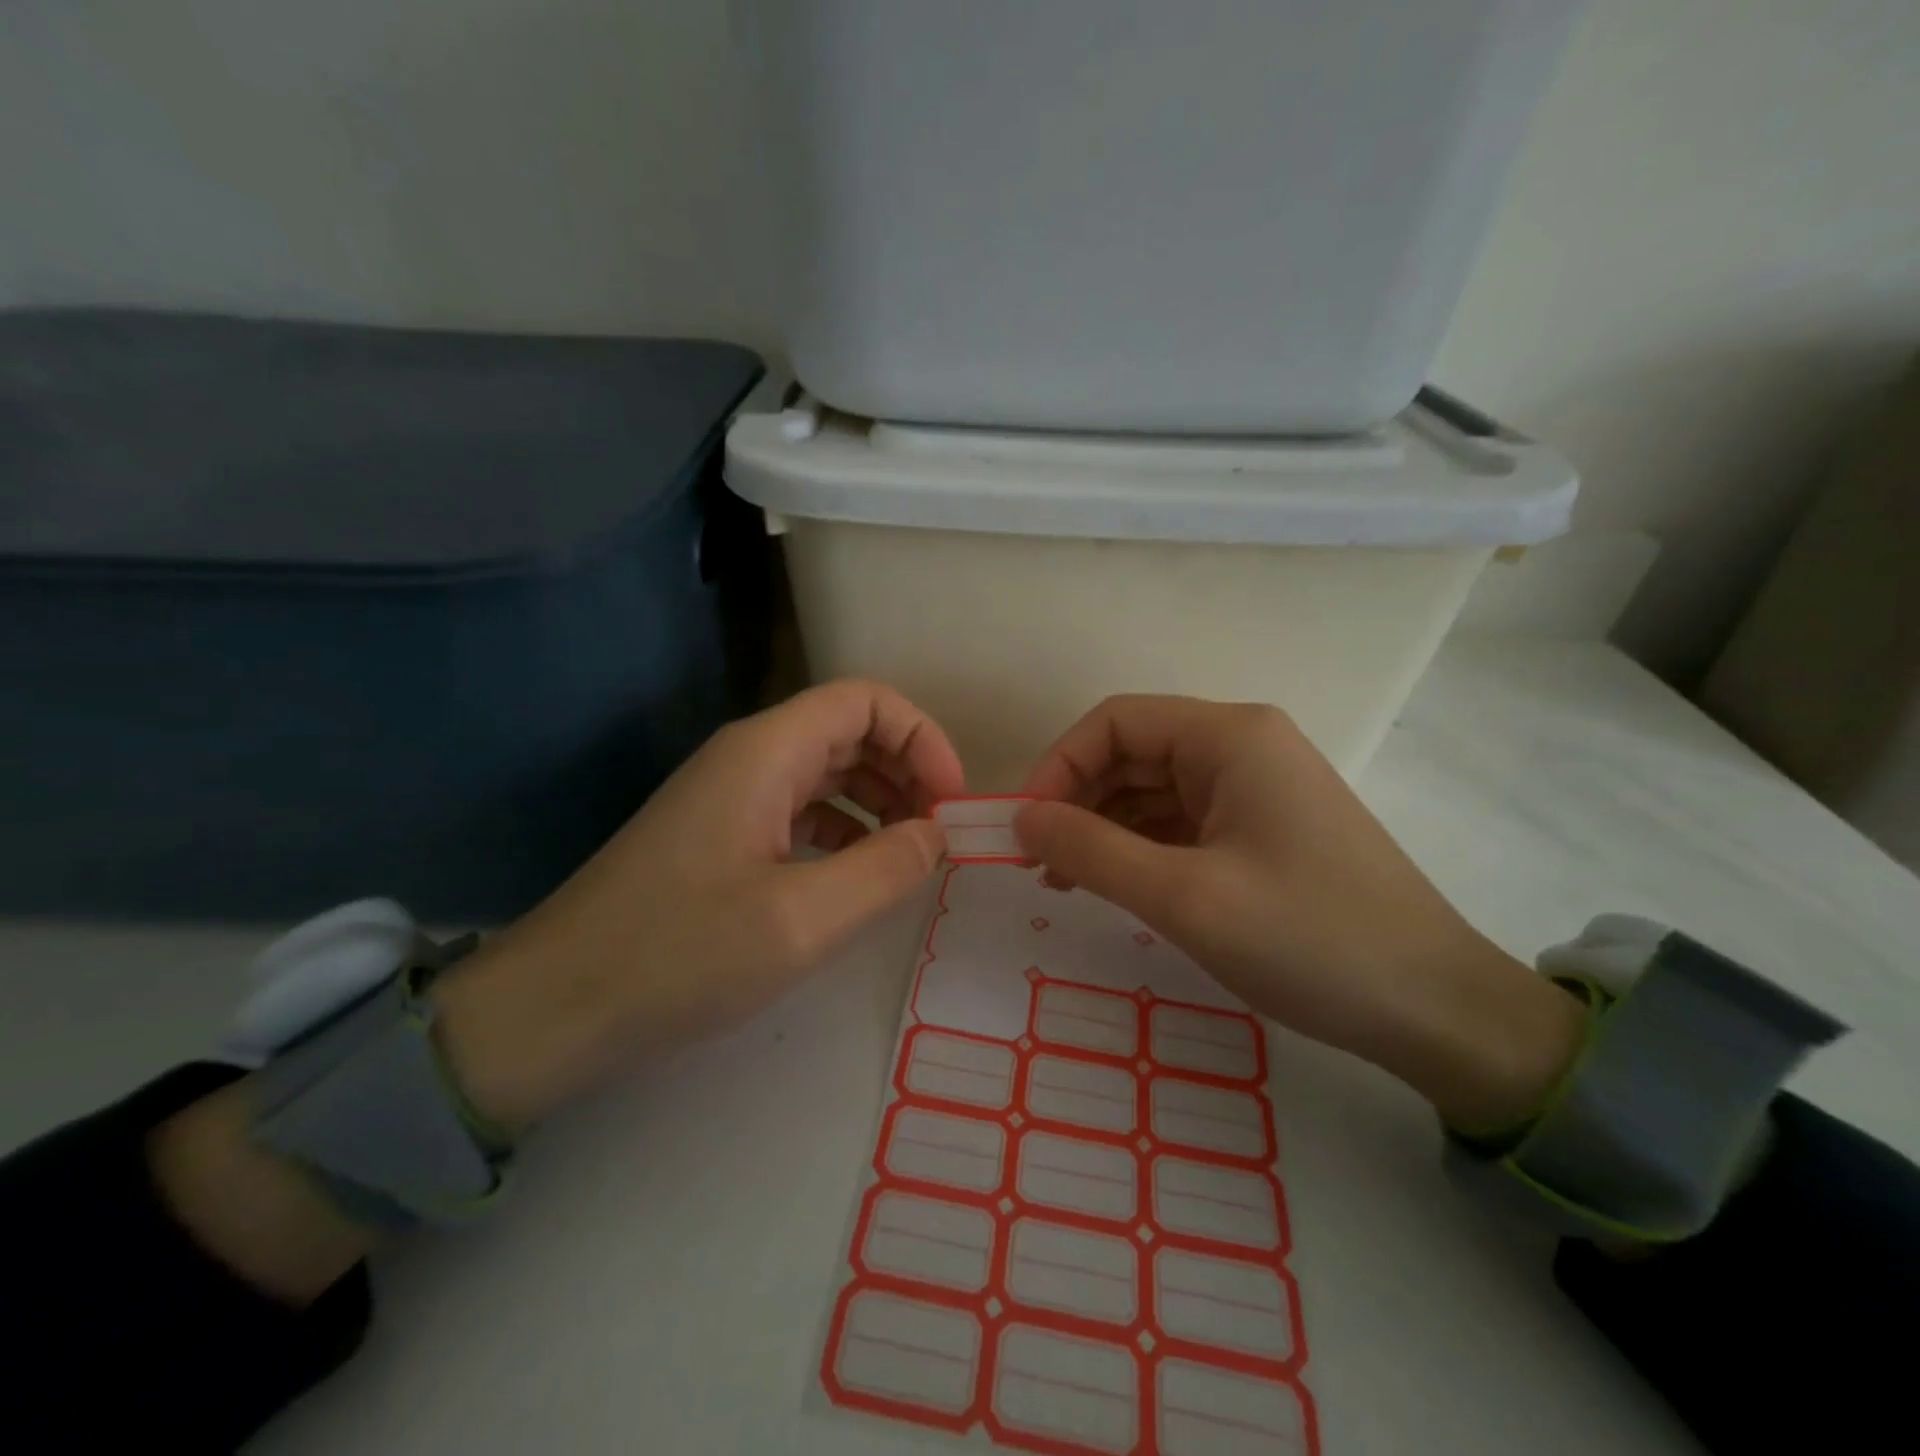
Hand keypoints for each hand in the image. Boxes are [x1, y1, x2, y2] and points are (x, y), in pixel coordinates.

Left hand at [436, 680, 965, 1129]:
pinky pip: (799, 810)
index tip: (951, 801)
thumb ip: (885, 869)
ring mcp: (730, 796)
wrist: (555, 1008)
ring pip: (826, 771)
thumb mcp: (801, 920)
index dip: (922, 738)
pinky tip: (858, 874)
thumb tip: (938, 834)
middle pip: (849, 731)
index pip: (866, 701)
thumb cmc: (678, 955)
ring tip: (912, 854)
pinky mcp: (720, 835)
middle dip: (906, 771)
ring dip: (878, 801)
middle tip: (941, 833)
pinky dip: (843, 830)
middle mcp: (748, 757)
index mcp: (766, 752)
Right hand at [1016, 696, 1582, 1130]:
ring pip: (1153, 789)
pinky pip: (1181, 822)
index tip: (1025, 827)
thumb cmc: (1309, 940)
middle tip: (1037, 862)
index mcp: (1230, 736)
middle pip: (1133, 752)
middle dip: (1077, 800)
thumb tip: (1020, 819)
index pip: (1116, 721)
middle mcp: (1243, 746)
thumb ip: (1090, 851)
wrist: (1436, 1010)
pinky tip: (1113, 884)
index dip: (1059, 765)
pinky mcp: (1262, 829)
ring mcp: (1256, 788)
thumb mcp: (1184, 897)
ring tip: (1064, 882)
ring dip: (1103, 827)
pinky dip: (1139, 847)